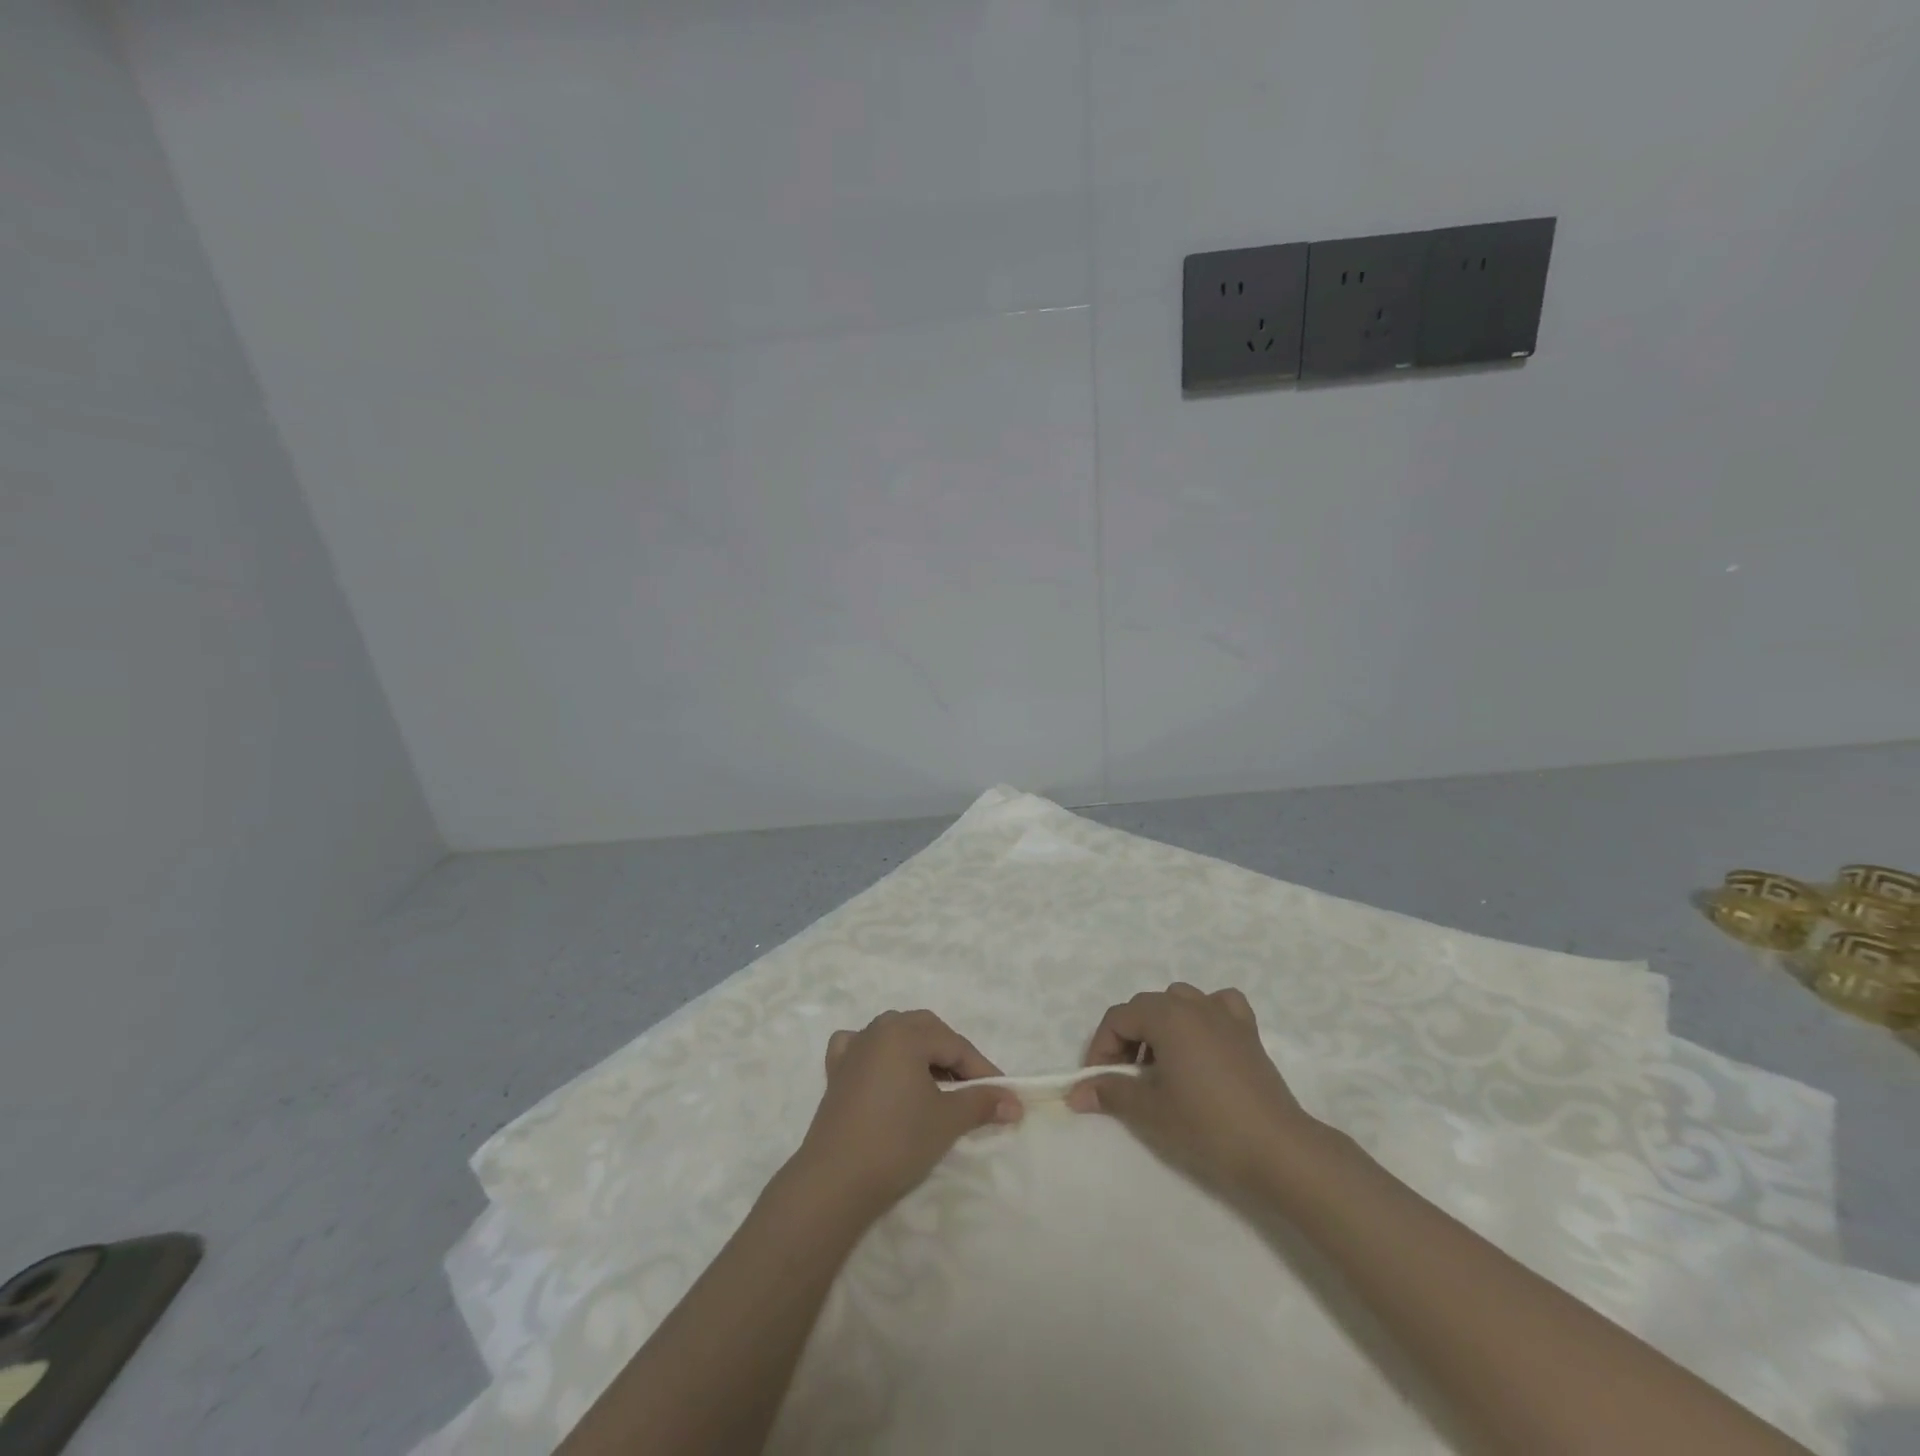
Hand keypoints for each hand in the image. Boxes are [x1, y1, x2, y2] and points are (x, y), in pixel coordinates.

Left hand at [790, 1010, 1021, 1217]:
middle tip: (971, 1087)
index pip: (955, 1044)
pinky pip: (861, 1047)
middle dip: (952, 1054)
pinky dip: (877, 1053)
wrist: (836, 1180)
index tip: (1003, 1094)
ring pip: (895, 1035)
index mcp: (905, 1032)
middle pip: (925, 1031)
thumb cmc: (897, 1142)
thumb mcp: (947, 1120)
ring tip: (937, 1082)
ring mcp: (853, 1048)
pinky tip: (883, 1068)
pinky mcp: (836, 1072)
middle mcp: (878, 1030)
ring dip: (920, 1052)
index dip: (982, 1069)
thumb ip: (982, 1103)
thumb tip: (1016, 1102)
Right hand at [1066, 983, 1316, 1194]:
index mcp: (1166, 1015)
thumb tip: (1076, 1093)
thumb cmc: (1207, 1125)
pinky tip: (1203, 1041)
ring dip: (1161, 1026)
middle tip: (1123, 1078)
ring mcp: (1225, 1014)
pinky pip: (1219, 1006)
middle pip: (1145, 1008)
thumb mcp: (1150, 1110)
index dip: (1101, 1048)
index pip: (1118, 1018)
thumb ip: (1110, 1092)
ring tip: (1160, 1064)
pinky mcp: (1248, 1032)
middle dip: (1127, 1038)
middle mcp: (1193, 1004)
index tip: (1098, 1082)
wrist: (1277, 1149)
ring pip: (1179, 1002)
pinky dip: (1205, 1016)